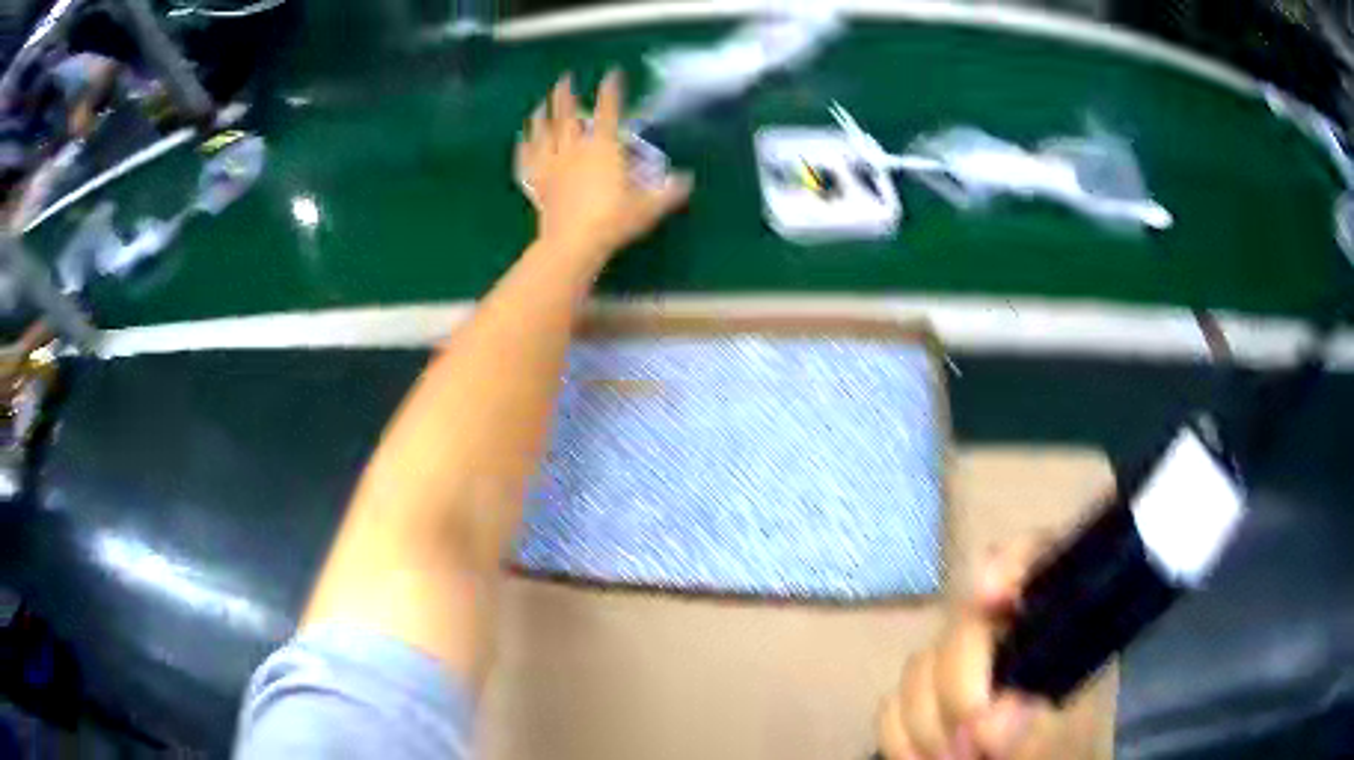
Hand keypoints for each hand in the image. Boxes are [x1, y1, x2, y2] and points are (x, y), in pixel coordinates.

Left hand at [516, 70, 691, 263]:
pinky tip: (521, 141)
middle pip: (566, 114)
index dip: (611, 90)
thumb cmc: (613, 220)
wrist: (573, 242)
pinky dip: (523, 148)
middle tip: (564, 78)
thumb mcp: (649, 206)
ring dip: (540, 116)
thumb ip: (668, 191)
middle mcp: (575, 148)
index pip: (609, 110)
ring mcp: (552, 164)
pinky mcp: (537, 182)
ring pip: (542, 133)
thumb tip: (687, 179)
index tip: (612, 74)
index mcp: (603, 147)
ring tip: (539, 105)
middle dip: (565, 93)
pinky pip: (526, 160)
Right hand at [877, 539, 1063, 759]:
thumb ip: (1042, 731)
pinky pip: (891, 705)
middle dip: (958, 688)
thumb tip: (992, 722)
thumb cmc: (1069, 751)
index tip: (990, 599)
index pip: (1039, 558)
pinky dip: (902, 738)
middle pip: (963, 625)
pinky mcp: (925, 701)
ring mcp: (960, 668)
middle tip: (971, 748)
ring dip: (927, 723)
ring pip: (919, 667)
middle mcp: (1006, 635)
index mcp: (1058, 625)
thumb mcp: (1070, 741)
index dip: (1010, 562)